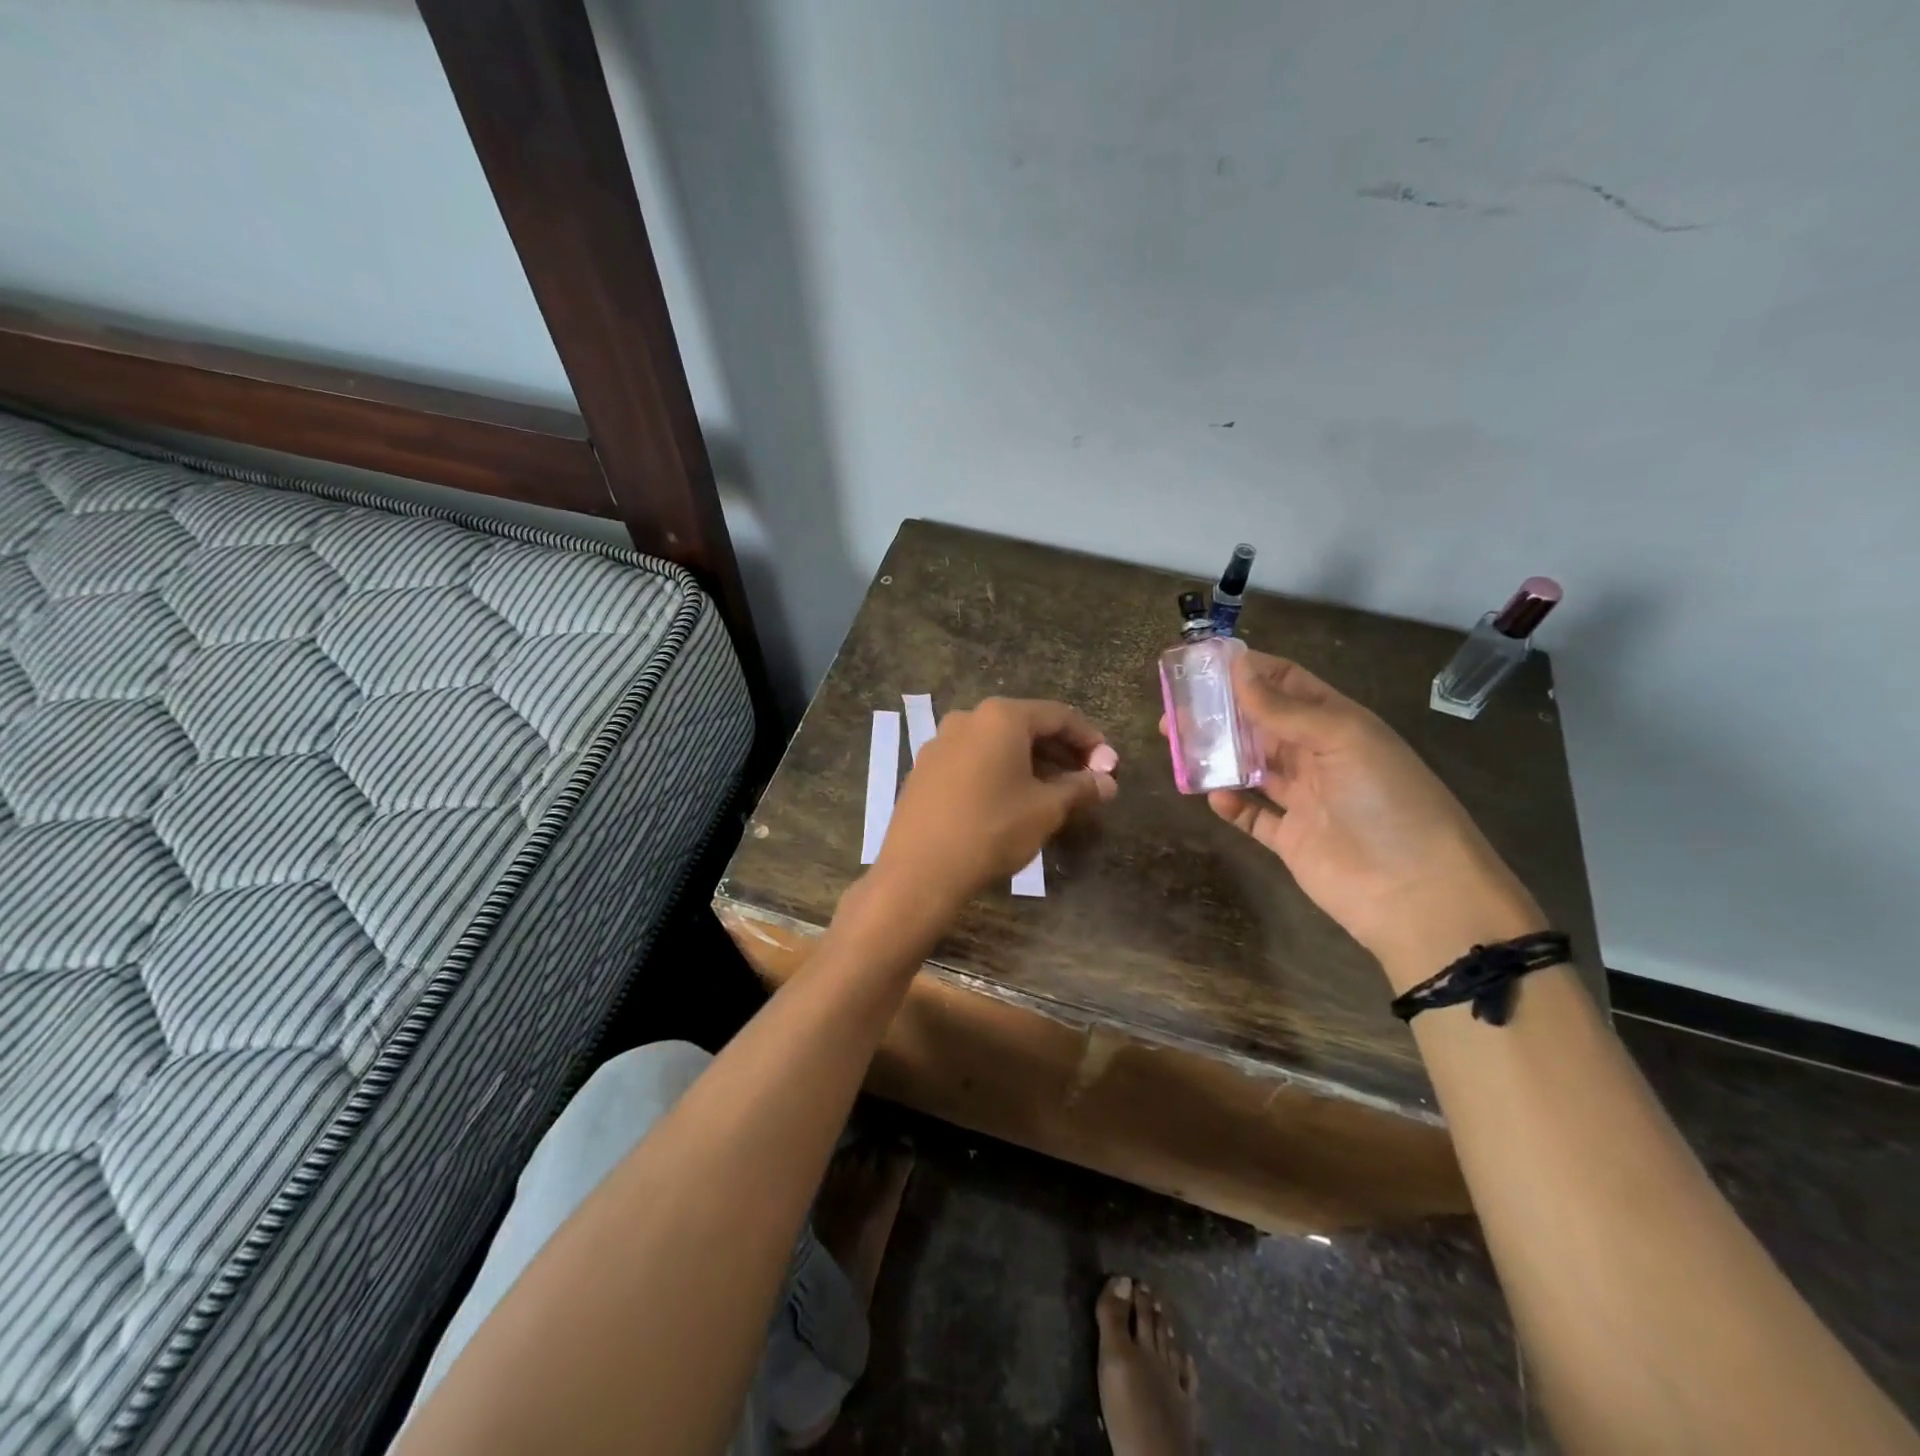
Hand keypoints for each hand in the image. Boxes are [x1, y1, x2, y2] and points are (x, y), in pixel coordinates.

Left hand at [870, 698, 1117, 921]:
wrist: (920, 870)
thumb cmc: (992, 829)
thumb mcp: (1046, 809)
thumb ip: (1081, 789)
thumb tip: (1108, 783)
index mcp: (1001, 717)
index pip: (1058, 716)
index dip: (1089, 739)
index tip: (1109, 765)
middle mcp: (968, 718)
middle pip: (1026, 726)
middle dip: (1060, 751)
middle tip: (1085, 780)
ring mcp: (940, 743)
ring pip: (998, 744)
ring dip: (1030, 763)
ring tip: (1053, 793)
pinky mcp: (924, 769)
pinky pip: (973, 760)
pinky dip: (1000, 772)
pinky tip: (1011, 800)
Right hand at [1202, 651, 1543, 989]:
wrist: (1416, 893)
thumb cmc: (1387, 801)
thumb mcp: (1342, 740)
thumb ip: (1285, 709)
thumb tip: (1238, 668)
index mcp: (1337, 724)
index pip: (1288, 684)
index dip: (1249, 671)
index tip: (1202, 664)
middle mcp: (1317, 756)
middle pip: (1260, 725)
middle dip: (1220, 713)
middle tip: (1174, 710)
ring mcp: (1303, 799)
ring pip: (1249, 767)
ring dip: (1217, 755)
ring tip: (1177, 745)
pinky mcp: (1289, 838)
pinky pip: (1251, 815)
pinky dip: (1230, 805)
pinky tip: (1214, 796)